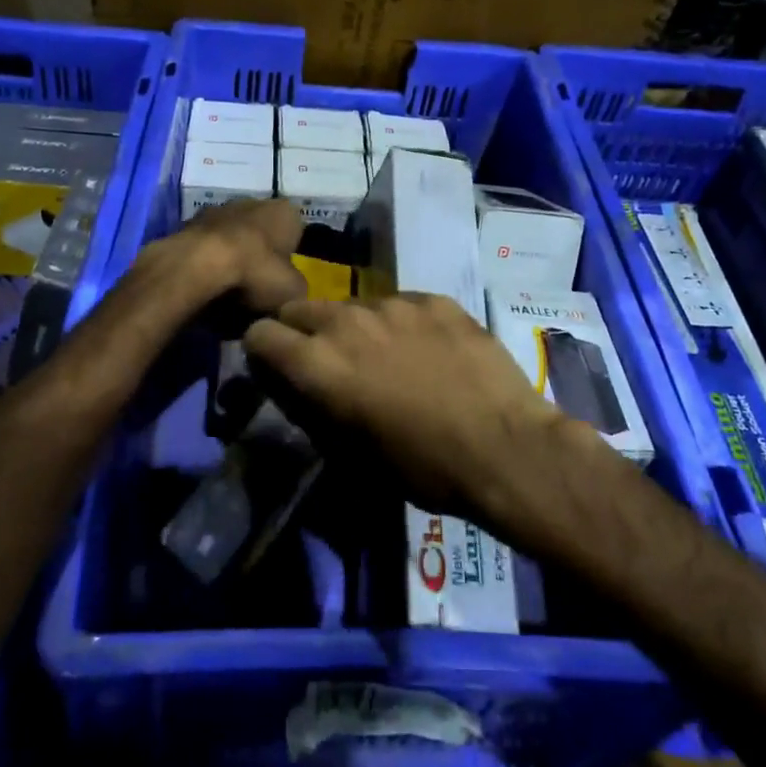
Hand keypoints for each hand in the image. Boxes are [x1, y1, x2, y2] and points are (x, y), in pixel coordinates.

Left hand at [122, 197, 307, 332]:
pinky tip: (205, 286)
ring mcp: (217, 210)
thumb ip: (297, 288)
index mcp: (285, 211)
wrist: (198, 265)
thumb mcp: (294, 292)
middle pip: (261, 233)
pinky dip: (206, 263)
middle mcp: (253, 201)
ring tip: (228, 291)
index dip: (290, 258)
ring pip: (231, 238)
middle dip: (259, 256)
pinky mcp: (188, 224)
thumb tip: (290, 292)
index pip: (296, 232)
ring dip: (231, 258)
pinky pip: (205, 248)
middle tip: (256, 288)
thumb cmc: (257, 272)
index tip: (282, 281)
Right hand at [241, 292, 560, 518]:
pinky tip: (431, 352)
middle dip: (302, 332)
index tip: (280, 369)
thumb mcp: (351, 453)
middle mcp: (347, 320)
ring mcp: (394, 303)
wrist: (506, 447)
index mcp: (318, 362)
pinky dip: (402, 323)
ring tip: (388, 358)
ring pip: (353, 305)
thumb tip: (298, 387)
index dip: (264, 352)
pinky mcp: (433, 298)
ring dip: (355, 327)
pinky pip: (400, 304)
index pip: (260, 333)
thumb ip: (314, 408)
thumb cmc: (423, 467)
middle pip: (300, 308)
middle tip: (330, 363)